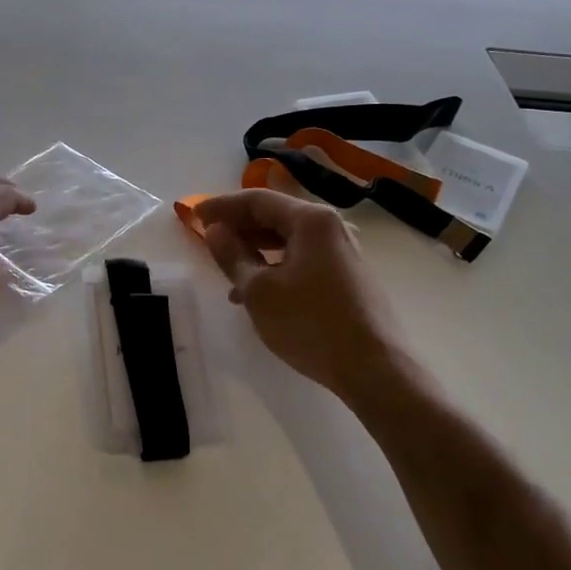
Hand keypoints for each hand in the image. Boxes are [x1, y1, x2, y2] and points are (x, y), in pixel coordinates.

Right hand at [196, 190, 410, 406]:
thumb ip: (232, 256)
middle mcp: (331, 227)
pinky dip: (276, 266)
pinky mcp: (349, 277)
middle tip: (209, 239)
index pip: (258, 200)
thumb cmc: (311, 324)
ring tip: (227, 270)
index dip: (222, 206)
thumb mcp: (259, 291)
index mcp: (311, 220)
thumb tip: (215, 231)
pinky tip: (258, 291)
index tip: (194, 216)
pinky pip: (303, 259)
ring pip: (289, 240)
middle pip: (276, 216)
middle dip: (239, 226)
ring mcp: (344, 252)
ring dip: (255, 250)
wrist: (376, 369)